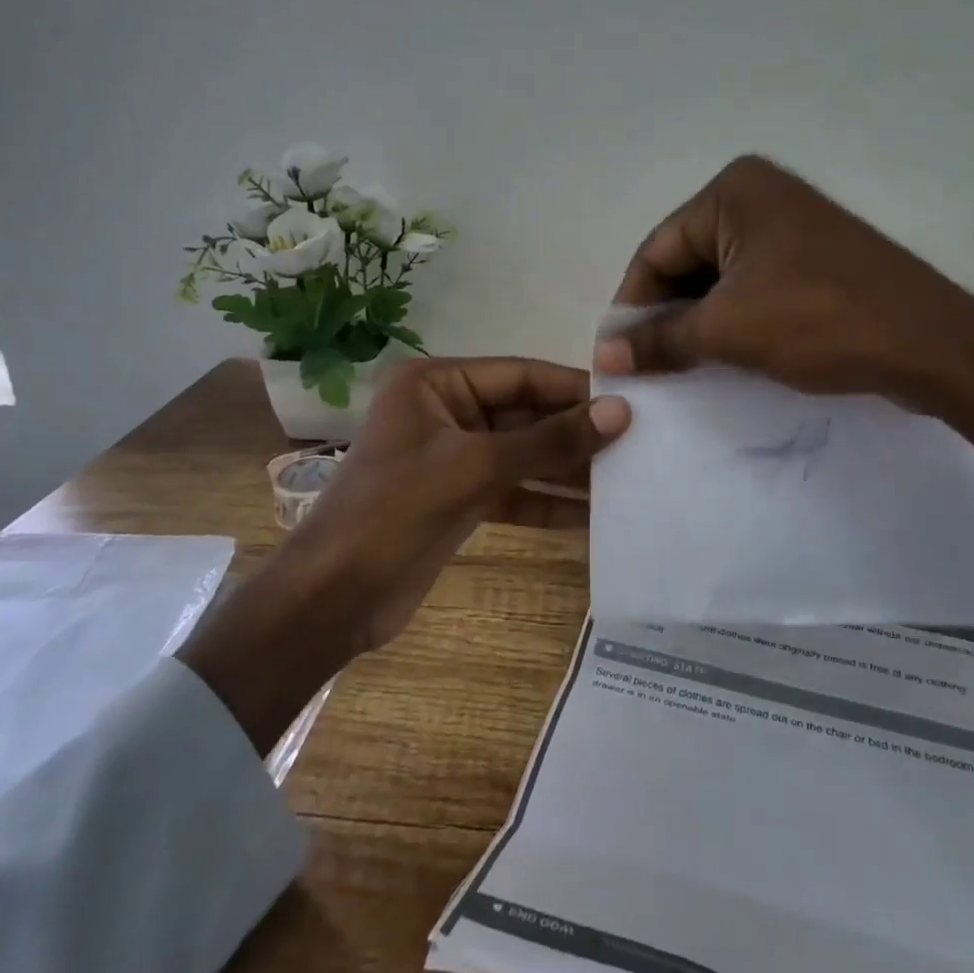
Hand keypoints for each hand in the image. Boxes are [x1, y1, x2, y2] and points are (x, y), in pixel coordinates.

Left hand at [179, 358, 629, 752]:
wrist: (334, 598)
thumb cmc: (395, 512)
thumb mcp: (476, 468)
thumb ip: (549, 441)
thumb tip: (620, 413)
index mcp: (437, 383)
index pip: (521, 374)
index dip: (575, 388)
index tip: (631, 401)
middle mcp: (447, 411)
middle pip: (526, 414)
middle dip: (576, 433)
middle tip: (639, 444)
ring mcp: (454, 457)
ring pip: (524, 454)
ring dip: (568, 469)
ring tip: (628, 478)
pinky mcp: (460, 498)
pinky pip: (514, 490)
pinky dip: (547, 502)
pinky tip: (593, 516)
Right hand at [593, 156, 973, 515]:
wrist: (930, 344)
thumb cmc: (819, 321)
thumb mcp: (727, 331)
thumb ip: (660, 340)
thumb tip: (604, 357)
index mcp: (734, 191)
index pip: (657, 250)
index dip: (632, 305)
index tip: (615, 355)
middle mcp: (761, 195)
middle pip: (686, 260)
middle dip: (667, 314)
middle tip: (648, 365)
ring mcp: (792, 225)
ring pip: (720, 277)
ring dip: (699, 321)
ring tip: (683, 366)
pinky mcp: (814, 257)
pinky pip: (753, 284)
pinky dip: (733, 318)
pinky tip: (724, 355)